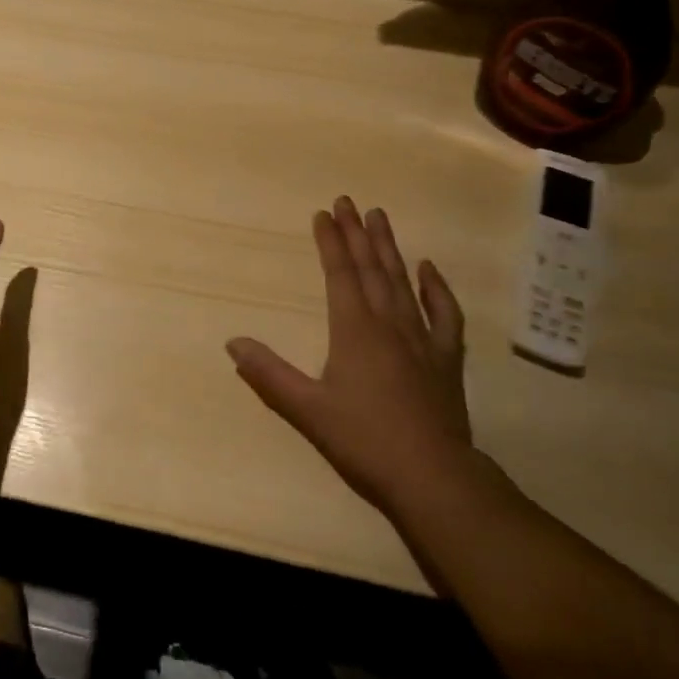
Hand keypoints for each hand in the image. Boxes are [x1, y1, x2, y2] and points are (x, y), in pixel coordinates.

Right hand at [227, 196, 473, 514]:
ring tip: (380, 216)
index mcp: (354, 329)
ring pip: (402, 281)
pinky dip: (436, 288)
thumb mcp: (307, 410)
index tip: (322, 213)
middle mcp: (388, 323)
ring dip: (389, 247)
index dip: (330, 242)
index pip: (339, 273)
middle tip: (347, 200)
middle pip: (370, 268)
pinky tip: (428, 268)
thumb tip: (232, 343)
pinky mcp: (446, 358)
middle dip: (356, 232)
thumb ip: (269, 374)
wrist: (433, 477)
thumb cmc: (365, 440)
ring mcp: (422, 338)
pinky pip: (444, 313)